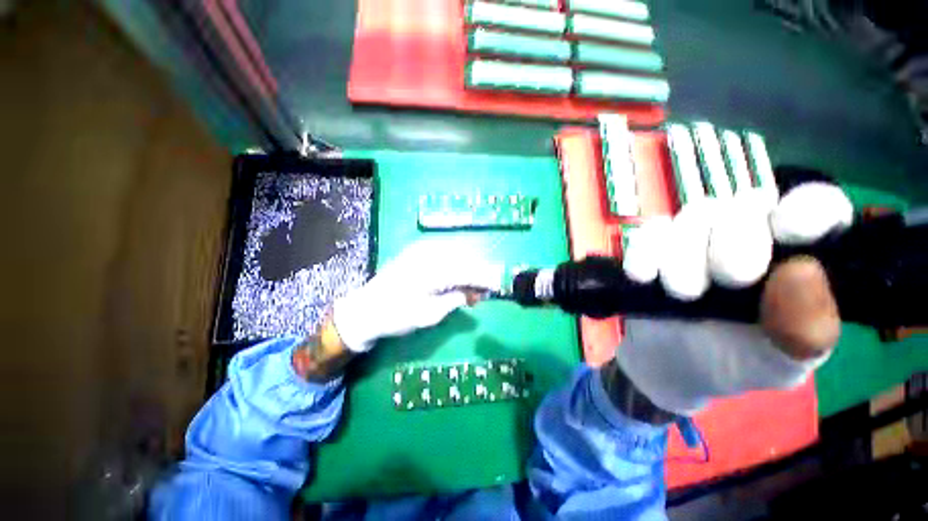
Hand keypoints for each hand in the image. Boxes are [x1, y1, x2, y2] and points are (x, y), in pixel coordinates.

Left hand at [333, 238, 504, 352]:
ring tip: (470, 288)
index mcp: (434, 270)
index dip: (486, 278)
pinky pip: (444, 252)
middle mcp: (430, 253)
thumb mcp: (431, 314)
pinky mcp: (417, 251)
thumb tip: (477, 293)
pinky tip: (456, 277)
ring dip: (467, 268)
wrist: (365, 309)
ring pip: (456, 254)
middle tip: (482, 292)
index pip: (469, 271)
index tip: (498, 287)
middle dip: (478, 273)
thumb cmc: (397, 316)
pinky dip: (455, 264)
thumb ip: (457, 299)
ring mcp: (422, 249)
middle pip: (465, 259)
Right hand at [621, 167, 851, 356]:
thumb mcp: (781, 362)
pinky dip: (644, 252)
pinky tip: (644, 278)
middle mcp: (750, 235)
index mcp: (796, 256)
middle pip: (745, 205)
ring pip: (694, 215)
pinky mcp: (653, 245)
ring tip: (682, 294)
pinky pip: (647, 232)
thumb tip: (801, 270)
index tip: (787, 230)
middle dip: (737, 243)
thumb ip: (805, 327)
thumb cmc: (735, 362)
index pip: (817, 205)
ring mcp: (696, 238)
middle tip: (728, 281)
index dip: (807, 207)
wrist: (670, 366)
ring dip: (685, 255)